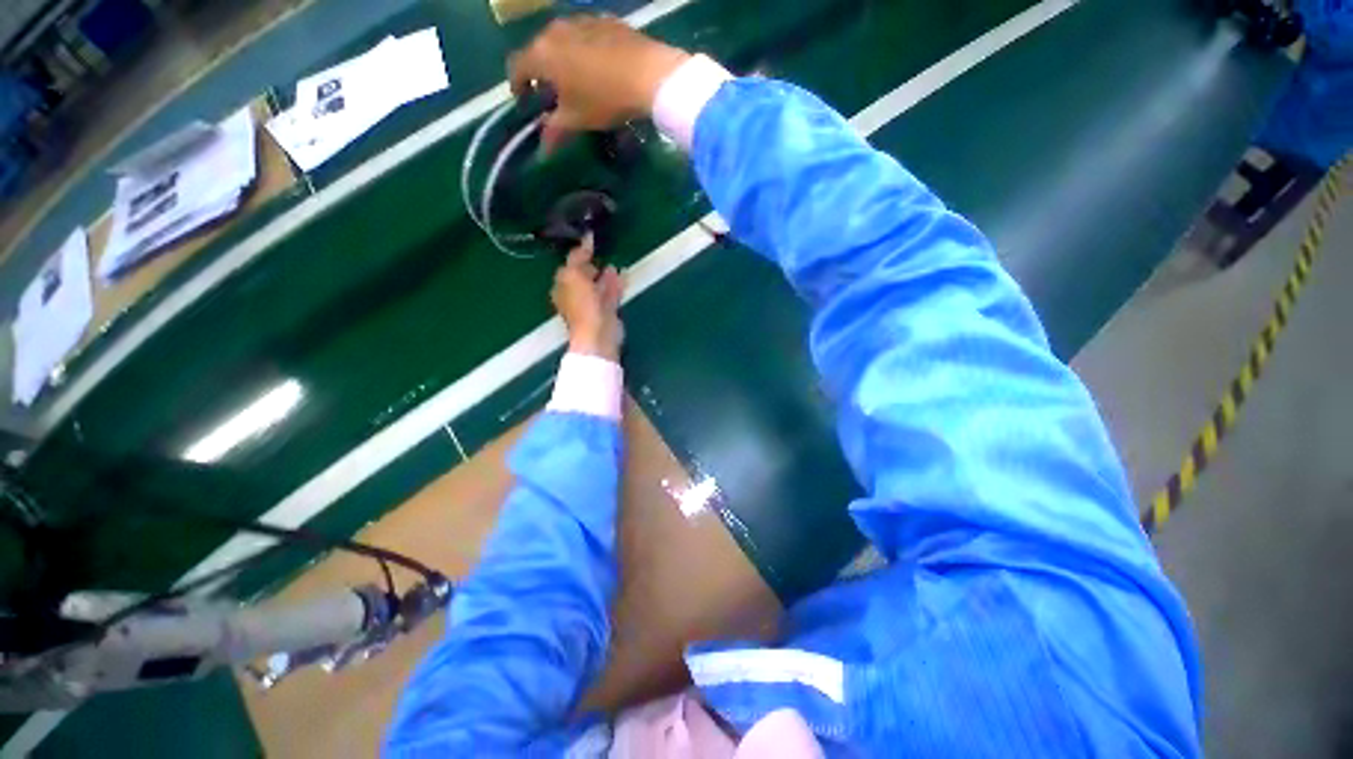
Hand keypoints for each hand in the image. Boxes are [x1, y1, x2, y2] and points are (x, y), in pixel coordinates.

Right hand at [509, 16, 689, 149]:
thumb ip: (555, 131)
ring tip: (576, 79)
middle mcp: (555, 29)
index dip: (516, 85)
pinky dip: (584, 49)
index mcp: (542, 53)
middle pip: (538, 49)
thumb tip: (543, 150)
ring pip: (562, 39)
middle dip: (540, 71)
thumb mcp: (577, 120)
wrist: (649, 74)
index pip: (516, 66)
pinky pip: (585, 34)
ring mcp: (581, 19)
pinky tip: (598, 66)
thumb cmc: (605, 99)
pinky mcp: (605, 19)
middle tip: (552, 93)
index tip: (524, 100)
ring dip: (562, 58)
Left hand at [552, 235, 622, 360]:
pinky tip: (621, 274)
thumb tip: (586, 237)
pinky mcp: (607, 311)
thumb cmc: (582, 305)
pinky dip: (615, 284)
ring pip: (598, 286)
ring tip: (612, 264)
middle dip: (590, 266)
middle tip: (599, 252)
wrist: (599, 334)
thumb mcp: (574, 275)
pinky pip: (611, 293)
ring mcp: (592, 305)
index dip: (578, 254)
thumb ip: (579, 256)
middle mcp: (575, 296)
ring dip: (605, 275)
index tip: (589, 240)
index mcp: (562, 287)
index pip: (568, 266)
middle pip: (582, 277)